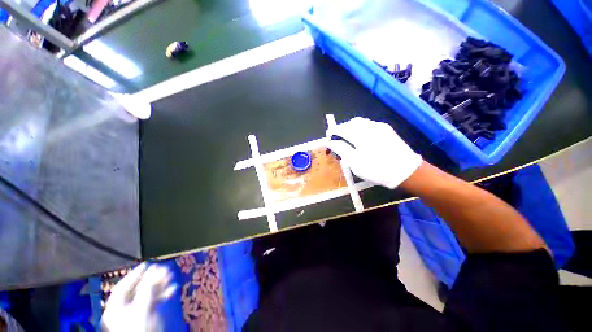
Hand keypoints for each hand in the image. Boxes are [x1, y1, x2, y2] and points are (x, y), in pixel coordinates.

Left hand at [101, 263, 175, 331]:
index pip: (123, 286)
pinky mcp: (146, 318)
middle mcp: (123, 310)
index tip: (147, 264)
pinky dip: (163, 295)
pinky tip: (173, 289)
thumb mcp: (141, 307)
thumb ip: (147, 289)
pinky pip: (154, 302)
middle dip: (152, 278)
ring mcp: (135, 314)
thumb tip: (155, 269)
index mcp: (115, 307)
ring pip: (148, 295)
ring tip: (171, 276)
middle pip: (137, 290)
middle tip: (164, 268)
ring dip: (160, 284)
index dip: (135, 274)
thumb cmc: (138, 327)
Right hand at [326, 117, 421, 188]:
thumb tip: (331, 142)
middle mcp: (370, 126)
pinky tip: (362, 138)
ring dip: (351, 128)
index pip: (342, 128)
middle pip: (351, 123)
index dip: (333, 132)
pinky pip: (369, 124)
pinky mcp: (387, 129)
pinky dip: (361, 128)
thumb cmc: (377, 169)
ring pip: (361, 122)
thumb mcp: (355, 163)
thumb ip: (342, 150)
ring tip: (348, 139)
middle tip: (338, 139)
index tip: (329, 137)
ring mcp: (380, 127)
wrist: (406, 171)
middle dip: (342, 128)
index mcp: (360, 135)